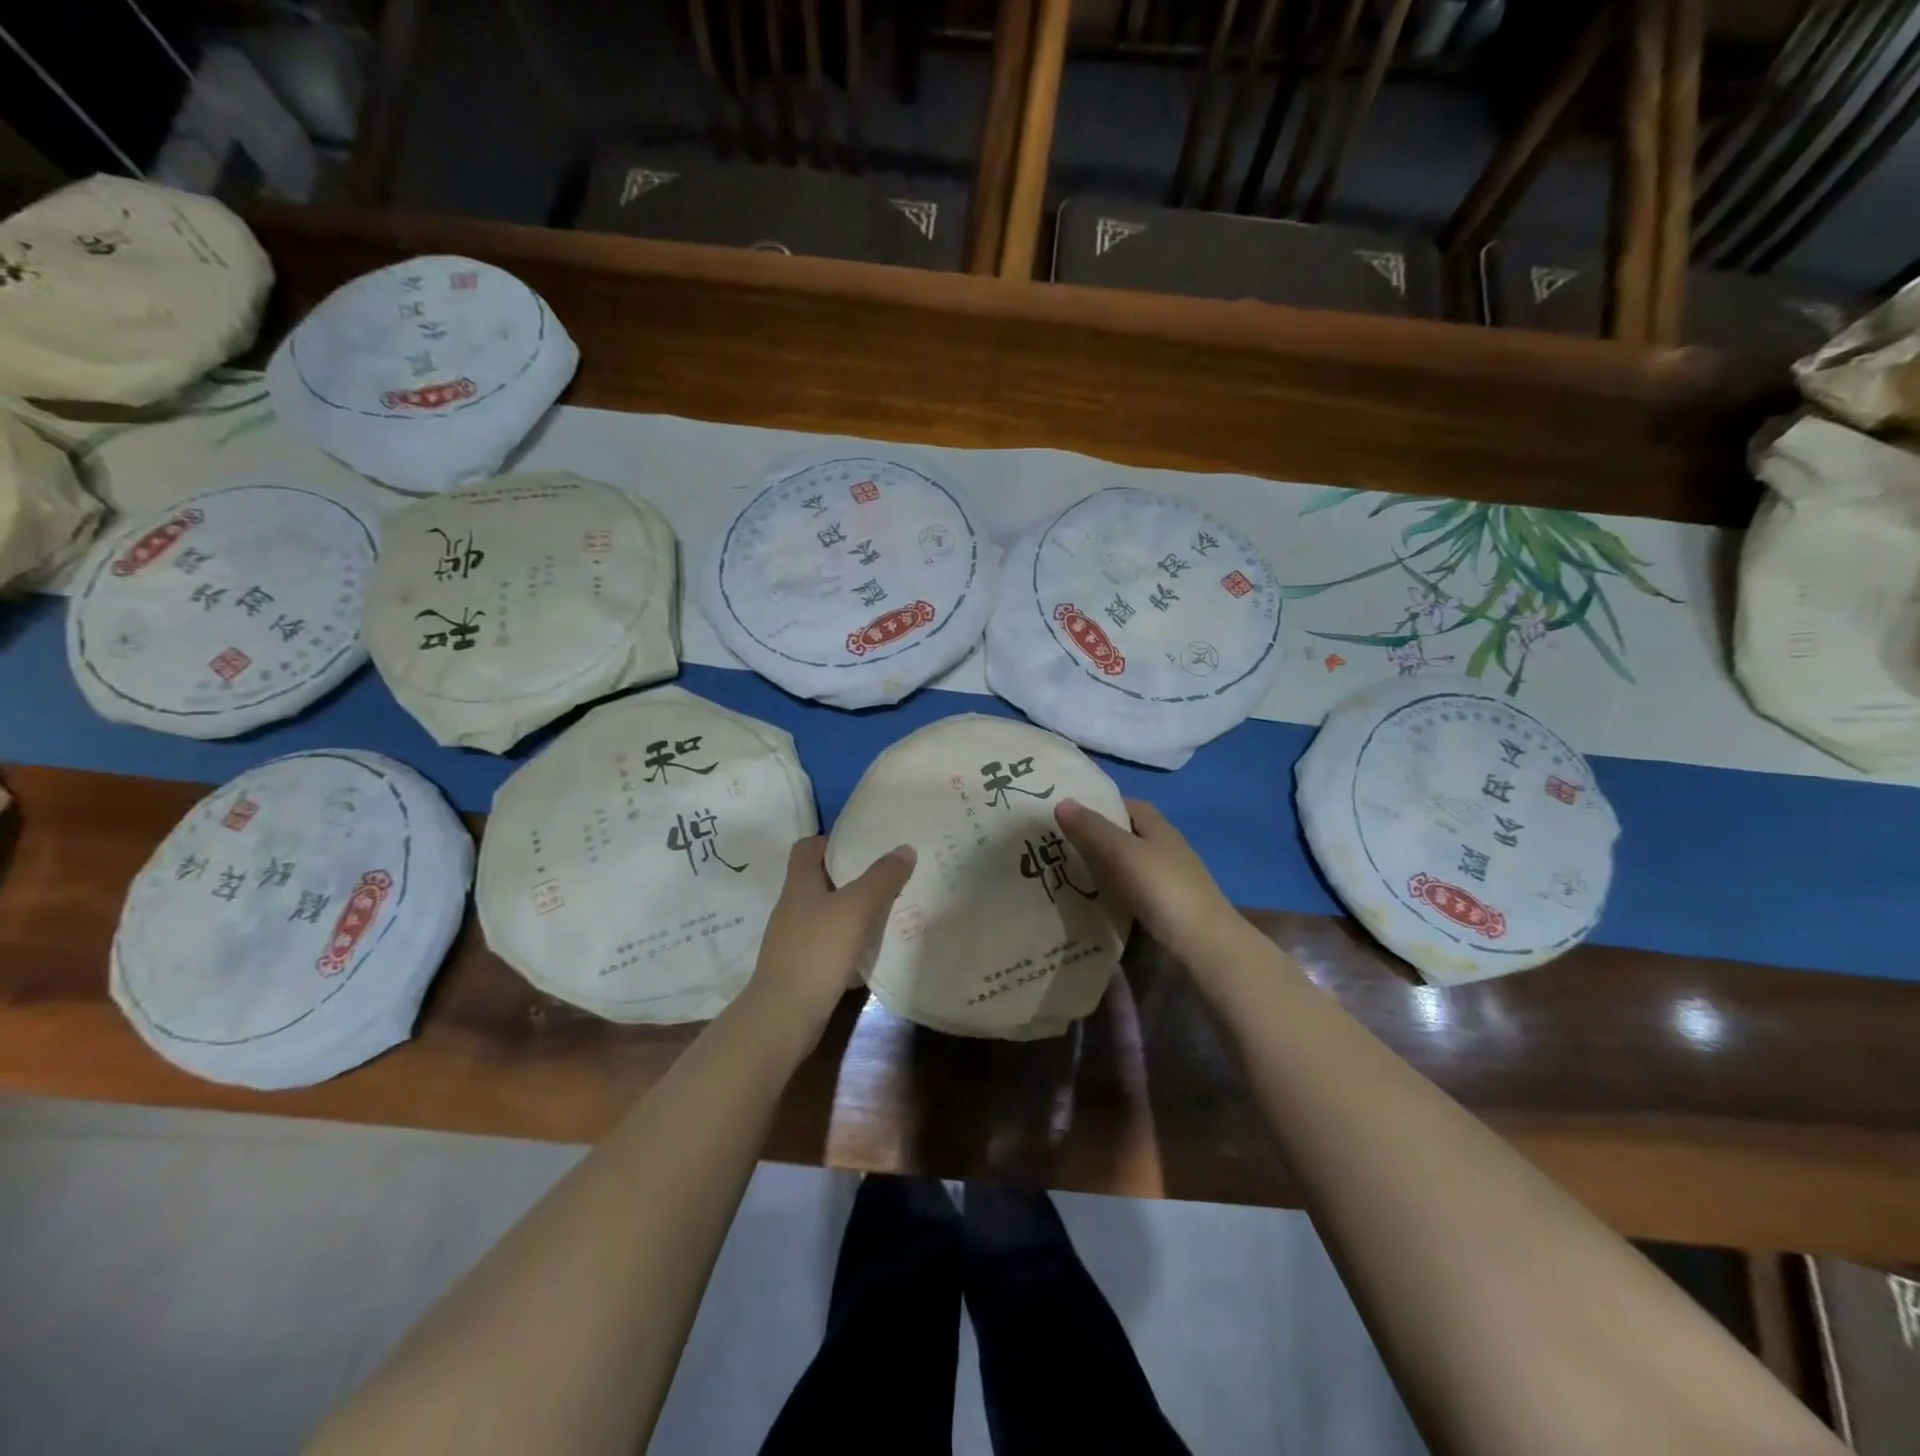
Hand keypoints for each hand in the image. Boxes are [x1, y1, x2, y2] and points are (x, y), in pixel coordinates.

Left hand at [746, 837, 915, 1034]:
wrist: (784, 1015)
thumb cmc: (818, 950)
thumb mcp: (857, 907)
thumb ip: (882, 878)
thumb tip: (904, 848)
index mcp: (799, 884)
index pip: (807, 848)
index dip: (831, 841)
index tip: (862, 844)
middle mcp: (792, 907)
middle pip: (820, 880)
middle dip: (851, 877)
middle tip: (885, 876)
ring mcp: (793, 940)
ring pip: (826, 914)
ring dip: (852, 912)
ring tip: (886, 912)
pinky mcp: (801, 968)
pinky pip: (828, 946)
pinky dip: (848, 945)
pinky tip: (871, 953)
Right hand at [1055, 798, 1237, 962]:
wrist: (1204, 947)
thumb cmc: (1164, 889)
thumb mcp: (1123, 853)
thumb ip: (1092, 829)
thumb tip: (1061, 802)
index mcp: (1159, 829)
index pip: (1128, 805)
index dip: (1100, 804)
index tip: (1068, 812)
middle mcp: (1164, 851)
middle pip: (1125, 837)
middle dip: (1094, 838)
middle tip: (1054, 844)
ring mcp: (1166, 883)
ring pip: (1125, 868)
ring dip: (1099, 870)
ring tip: (1061, 873)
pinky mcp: (1162, 912)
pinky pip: (1128, 895)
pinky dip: (1108, 896)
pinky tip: (1086, 903)